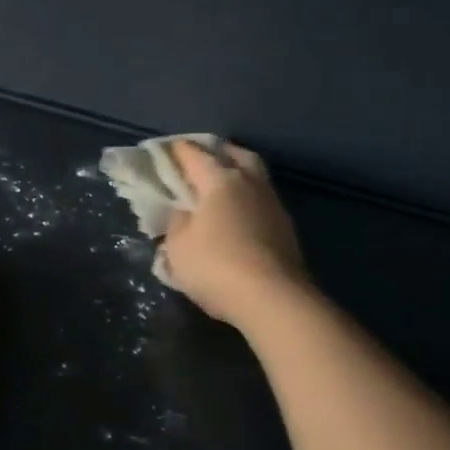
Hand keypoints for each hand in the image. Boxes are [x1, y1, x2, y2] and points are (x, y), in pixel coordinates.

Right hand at [160, 140, 308, 326]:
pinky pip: (261, 201)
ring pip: (254, 177)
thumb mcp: (178, 246)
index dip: (176, 151)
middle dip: (217, 152)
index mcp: (220, 180)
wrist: (273, 299)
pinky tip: (236, 216)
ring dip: (237, 176)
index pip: (194, 155)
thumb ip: (177, 222)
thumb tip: (183, 212)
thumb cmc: (216, 267)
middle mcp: (250, 183)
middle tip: (200, 160)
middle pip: (235, 155)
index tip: (163, 150)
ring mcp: (272, 205)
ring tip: (218, 190)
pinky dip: (247, 201)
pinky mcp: (285, 228)